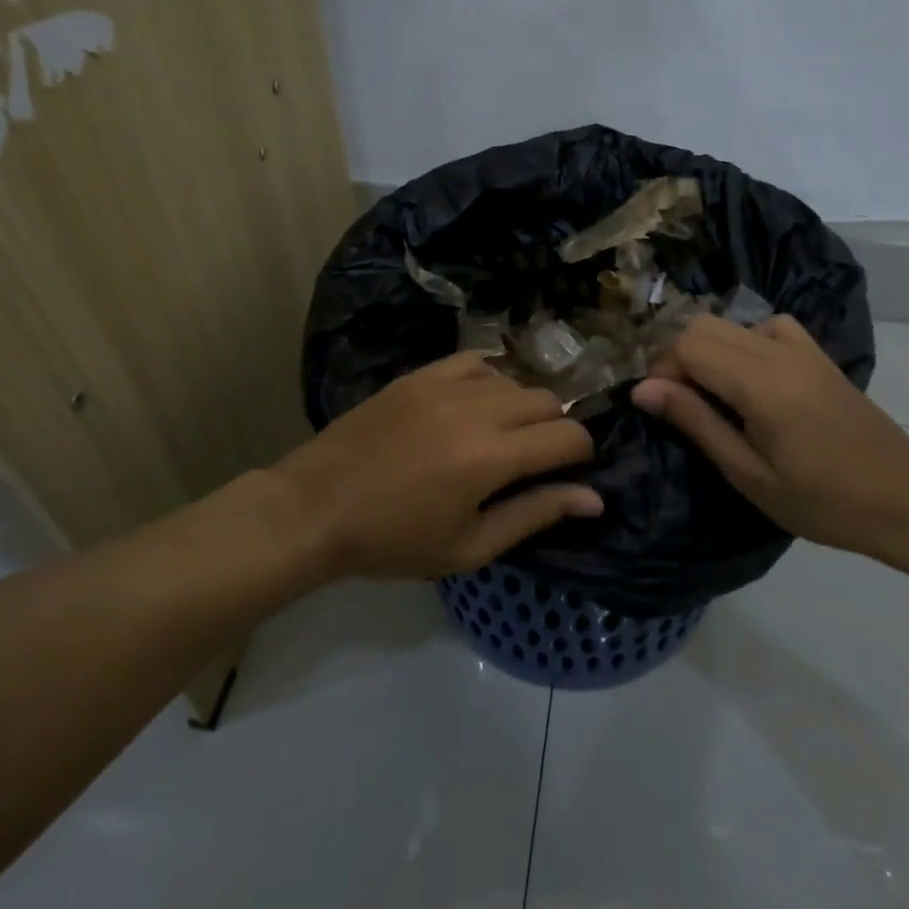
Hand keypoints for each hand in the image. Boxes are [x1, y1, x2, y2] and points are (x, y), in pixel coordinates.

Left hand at [273, 353, 601, 580]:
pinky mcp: (418, 374)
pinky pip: (475, 362)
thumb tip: (594, 499)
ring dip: (520, 407)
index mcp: (490, 458)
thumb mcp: (468, 546)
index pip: (569, 436)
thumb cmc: (392, 541)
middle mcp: (475, 409)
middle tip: (530, 461)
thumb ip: (534, 514)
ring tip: (497, 437)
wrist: (314, 508)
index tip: (567, 474)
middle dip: (554, 429)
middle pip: (549, 400)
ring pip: (514, 379)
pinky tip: (472, 407)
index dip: (581, 456)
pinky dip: (488, 381)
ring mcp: (443, 384)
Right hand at [629, 315, 908, 557]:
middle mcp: (779, 351)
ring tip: (708, 393)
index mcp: (761, 382)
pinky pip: (768, 327)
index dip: (661, 369)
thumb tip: (643, 389)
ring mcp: (803, 348)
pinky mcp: (818, 355)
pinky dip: (743, 341)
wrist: (905, 500)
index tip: (657, 405)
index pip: (688, 345)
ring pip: (732, 323)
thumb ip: (696, 422)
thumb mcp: (749, 473)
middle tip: (677, 402)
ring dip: (707, 349)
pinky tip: (749, 376)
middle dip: (677, 356)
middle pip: (704, 325)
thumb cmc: (822, 501)